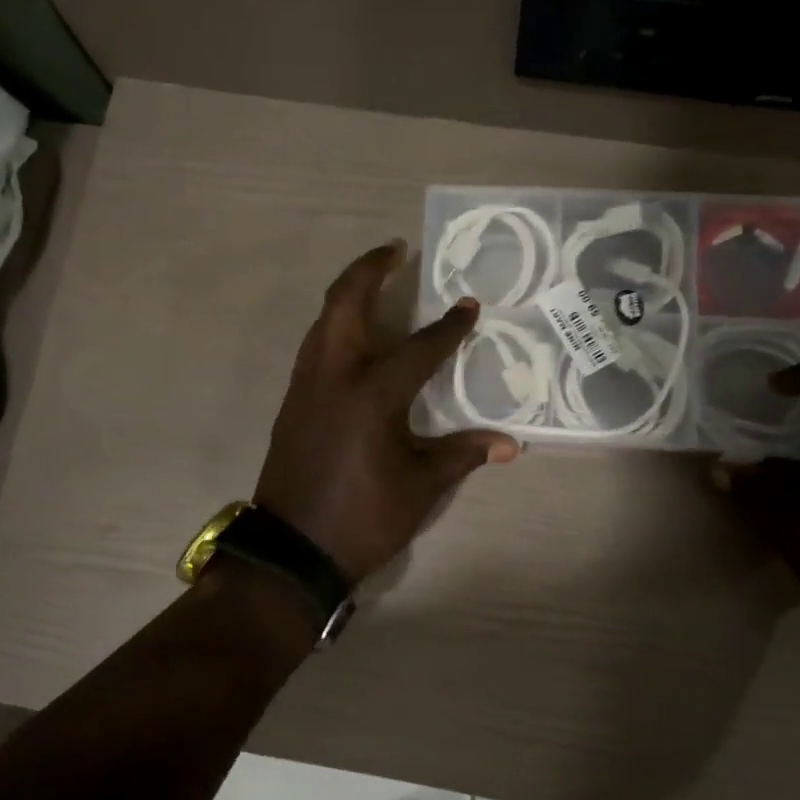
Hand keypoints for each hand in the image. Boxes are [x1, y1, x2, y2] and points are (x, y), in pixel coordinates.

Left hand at [255, 242, 518, 583]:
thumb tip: (509, 445)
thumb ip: (460, 455)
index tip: (469, 306)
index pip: (419, 347)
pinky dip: (334, 324)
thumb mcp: (418, 488)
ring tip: (374, 282)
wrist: (290, 550)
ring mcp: (306, 385)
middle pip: (346, 302)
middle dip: (370, 269)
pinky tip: (352, 336)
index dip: (448, 327)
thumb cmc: (361, 519)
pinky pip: (314, 344)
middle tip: (395, 250)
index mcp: (371, 394)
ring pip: (323, 319)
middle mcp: (334, 375)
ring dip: (348, 293)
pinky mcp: (292, 401)